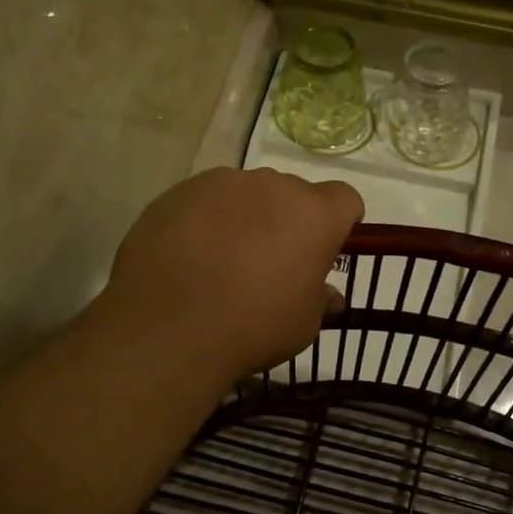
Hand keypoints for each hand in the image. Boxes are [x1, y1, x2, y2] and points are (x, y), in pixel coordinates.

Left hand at [103, 167, 363, 382]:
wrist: (167, 329)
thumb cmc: (253, 327)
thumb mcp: (302, 325)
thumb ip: (319, 300)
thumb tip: (328, 296)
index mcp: (314, 214)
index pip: (344, 199)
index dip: (340, 222)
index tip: (325, 249)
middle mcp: (272, 185)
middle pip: (292, 194)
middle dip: (289, 220)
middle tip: (272, 262)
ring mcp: (221, 184)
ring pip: (246, 194)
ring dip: (246, 217)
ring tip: (224, 260)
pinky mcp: (178, 192)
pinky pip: (204, 201)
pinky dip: (205, 221)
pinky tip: (190, 257)